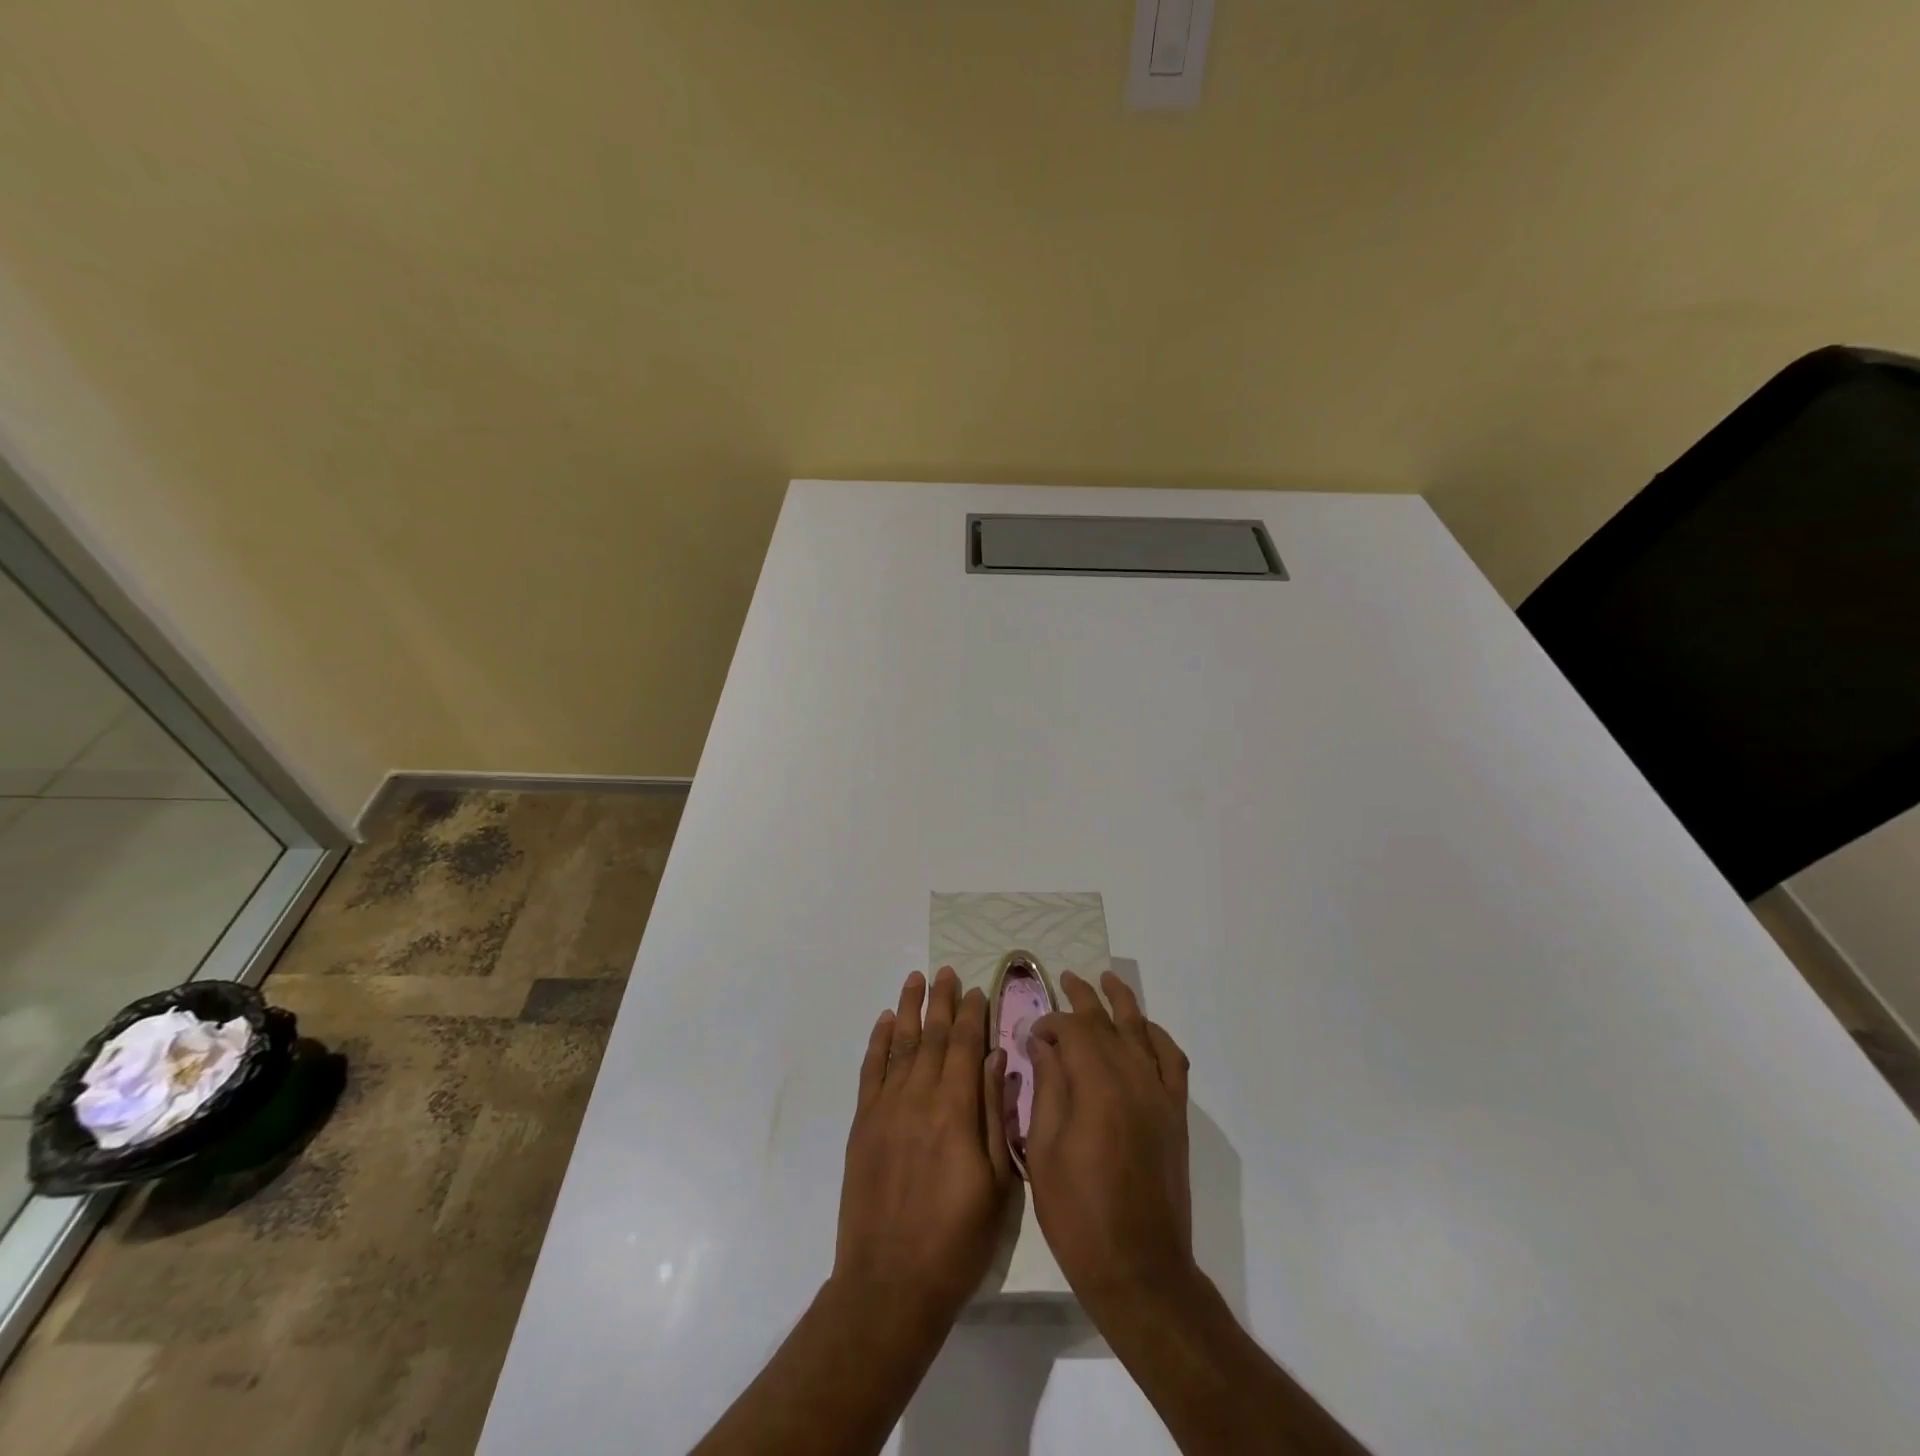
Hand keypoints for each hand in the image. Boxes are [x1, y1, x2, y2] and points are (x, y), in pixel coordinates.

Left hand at [832, 967, 1012, 1325]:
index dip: (973, 1014)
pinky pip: (871, 1070)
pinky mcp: (862, 1123)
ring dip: (909, 1009)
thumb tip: (997, 1060)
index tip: (977, 989)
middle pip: (933, 1036)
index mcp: (956, 1110)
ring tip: (915, 978)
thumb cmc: (957, 1240)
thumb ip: (996, 1116)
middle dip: (942, 1001)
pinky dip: (878, 1041)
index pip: (965, 1046)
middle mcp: (919, 1097)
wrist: (890, 1283)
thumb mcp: (997, 1184)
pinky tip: (884, 1021)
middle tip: (946, 971)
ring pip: (900, 1043)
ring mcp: (886, 1108)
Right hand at [1026, 969, 1196, 1322]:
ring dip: (1123, 1003)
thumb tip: (1043, 1045)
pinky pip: (1172, 1060)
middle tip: (1065, 978)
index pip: (1073, 1031)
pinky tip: (1145, 1028)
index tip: (1031, 1033)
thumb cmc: (1078, 1214)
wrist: (1139, 1268)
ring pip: (1142, 1032)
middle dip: (1084, 997)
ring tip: (1108, 980)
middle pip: (1108, 1022)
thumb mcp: (1043, 1150)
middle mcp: (1134, 1079)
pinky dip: (1158, 1037)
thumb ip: (1047, 1088)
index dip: (1050, 1023)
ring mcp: (1160, 1095)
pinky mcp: (1176, 1114)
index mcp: (1097, 1086)